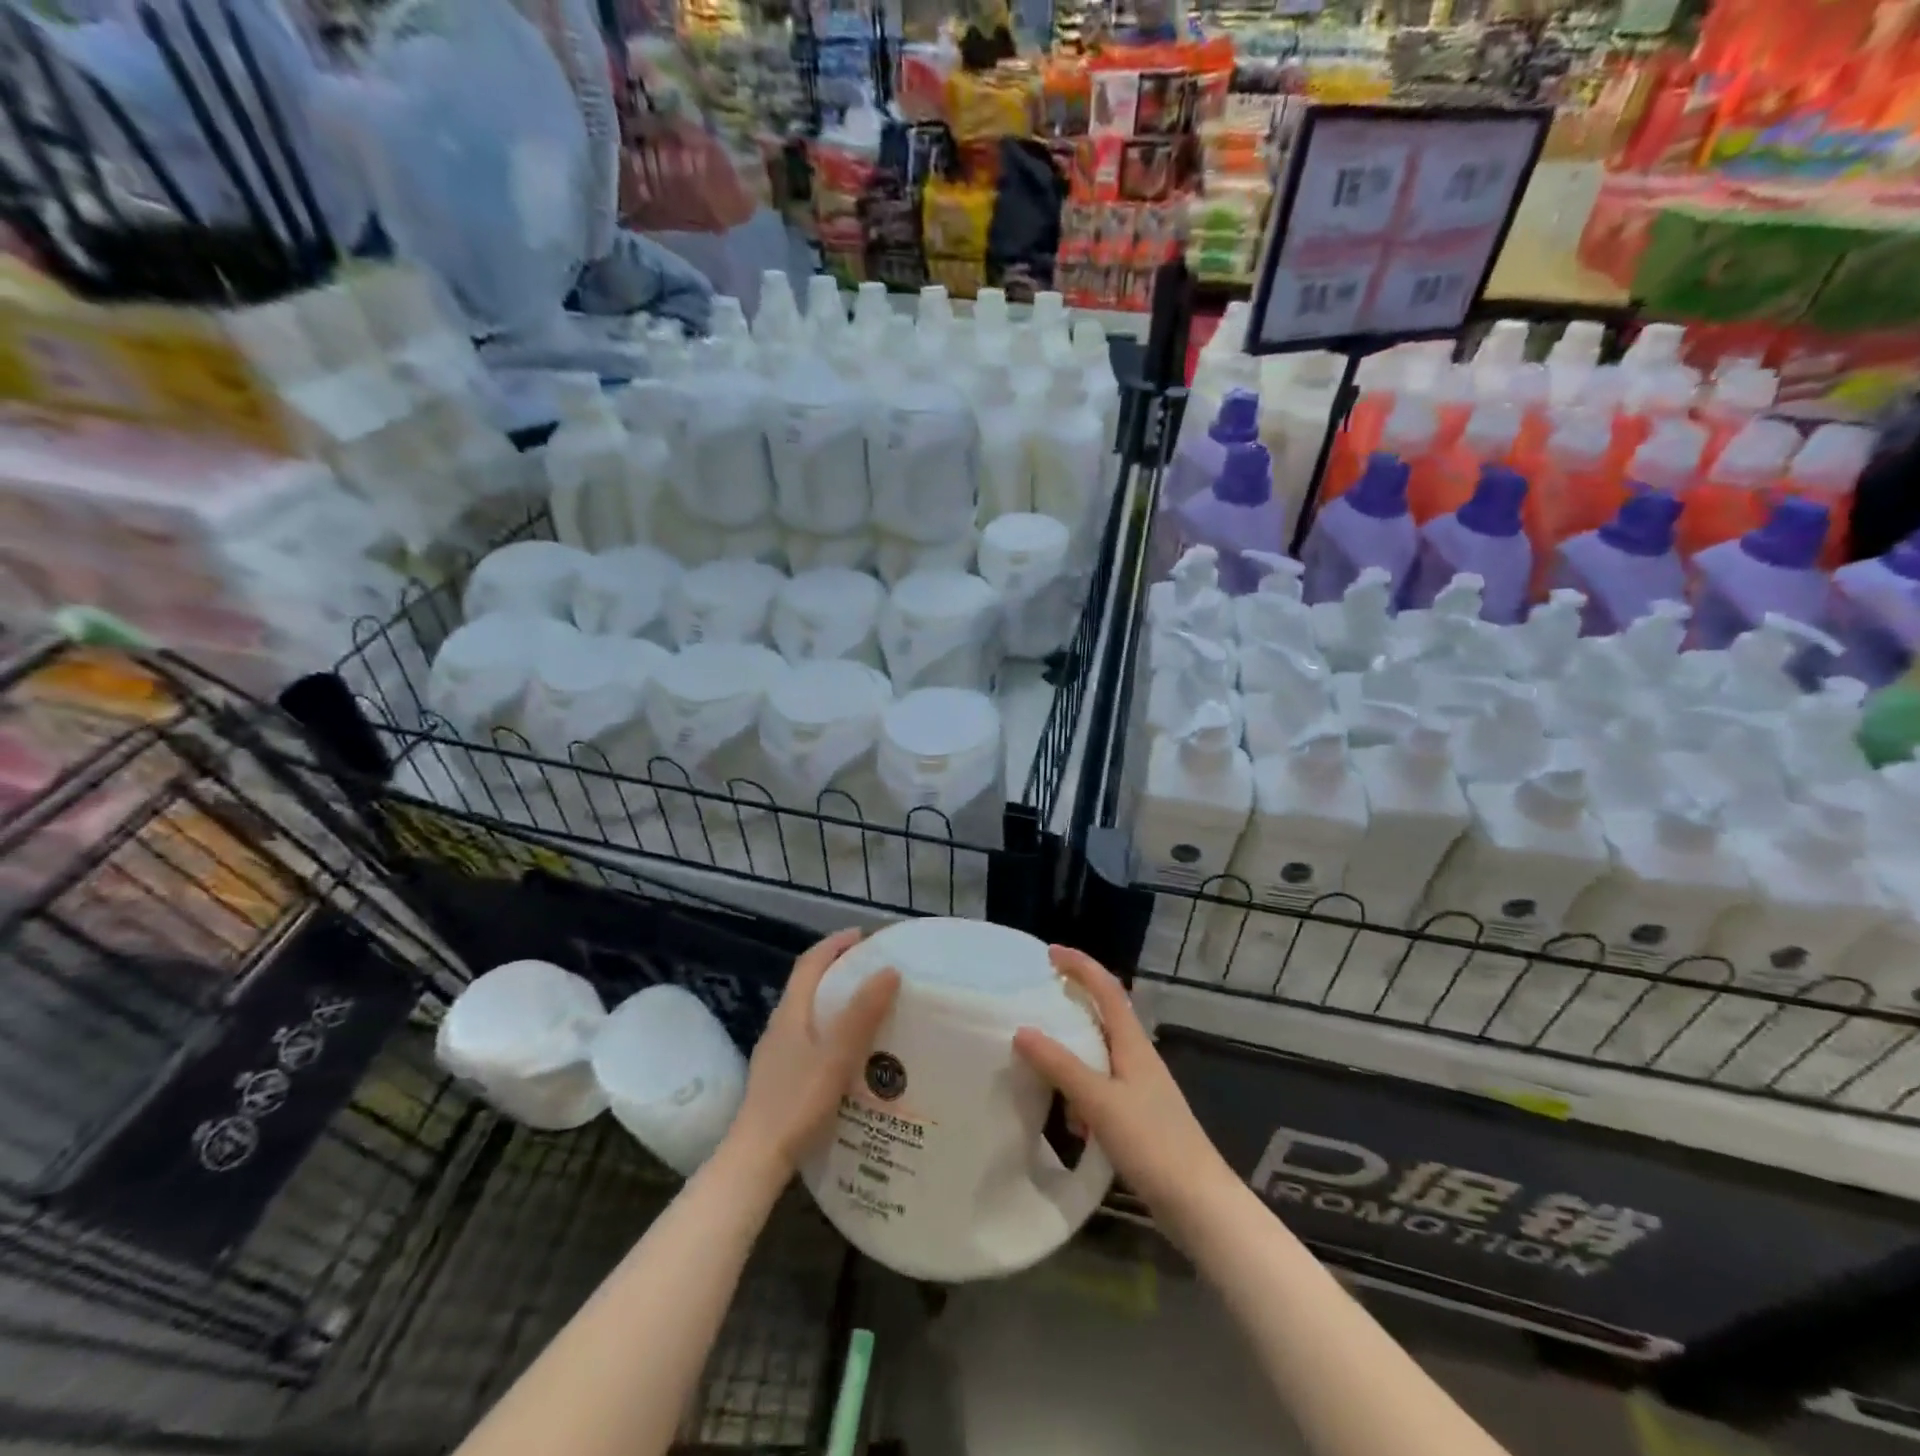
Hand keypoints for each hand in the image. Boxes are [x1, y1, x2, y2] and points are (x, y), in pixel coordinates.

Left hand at [726, 929, 899, 1177]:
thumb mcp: (836, 1057)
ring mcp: (776, 1055)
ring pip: (808, 1014)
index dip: (834, 944)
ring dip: (834, 1002)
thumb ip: (861, 1014)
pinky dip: (830, 1030)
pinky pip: (808, 1039)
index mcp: (790, 1013)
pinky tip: (848, 1053)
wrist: (754, 1161)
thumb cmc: (796, 1103)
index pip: (810, 963)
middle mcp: (779, 1027)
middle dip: (837, 970)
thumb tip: (888, 970)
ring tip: (867, 1009)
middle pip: (807, 986)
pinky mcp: (779, 1079)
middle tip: (872, 970)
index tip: (863, 936)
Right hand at [1013, 946, 1235, 1232]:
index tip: (1050, 953)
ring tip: (1040, 1057)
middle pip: (1104, 1015)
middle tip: (1037, 999)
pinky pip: (1101, 1086)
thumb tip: (1022, 1030)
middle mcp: (1137, 1057)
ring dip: (1073, 1049)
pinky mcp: (1138, 1116)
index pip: (1106, 988)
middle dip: (1073, 1001)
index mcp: (1133, 1043)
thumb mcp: (1099, 1101)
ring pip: (1100, 1053)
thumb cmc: (1152, 1143)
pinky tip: (1067, 1116)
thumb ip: (1061, 1066)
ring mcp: (1139, 1087)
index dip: (1080, 965)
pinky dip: (1080, 1089)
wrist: (1199, 1204)